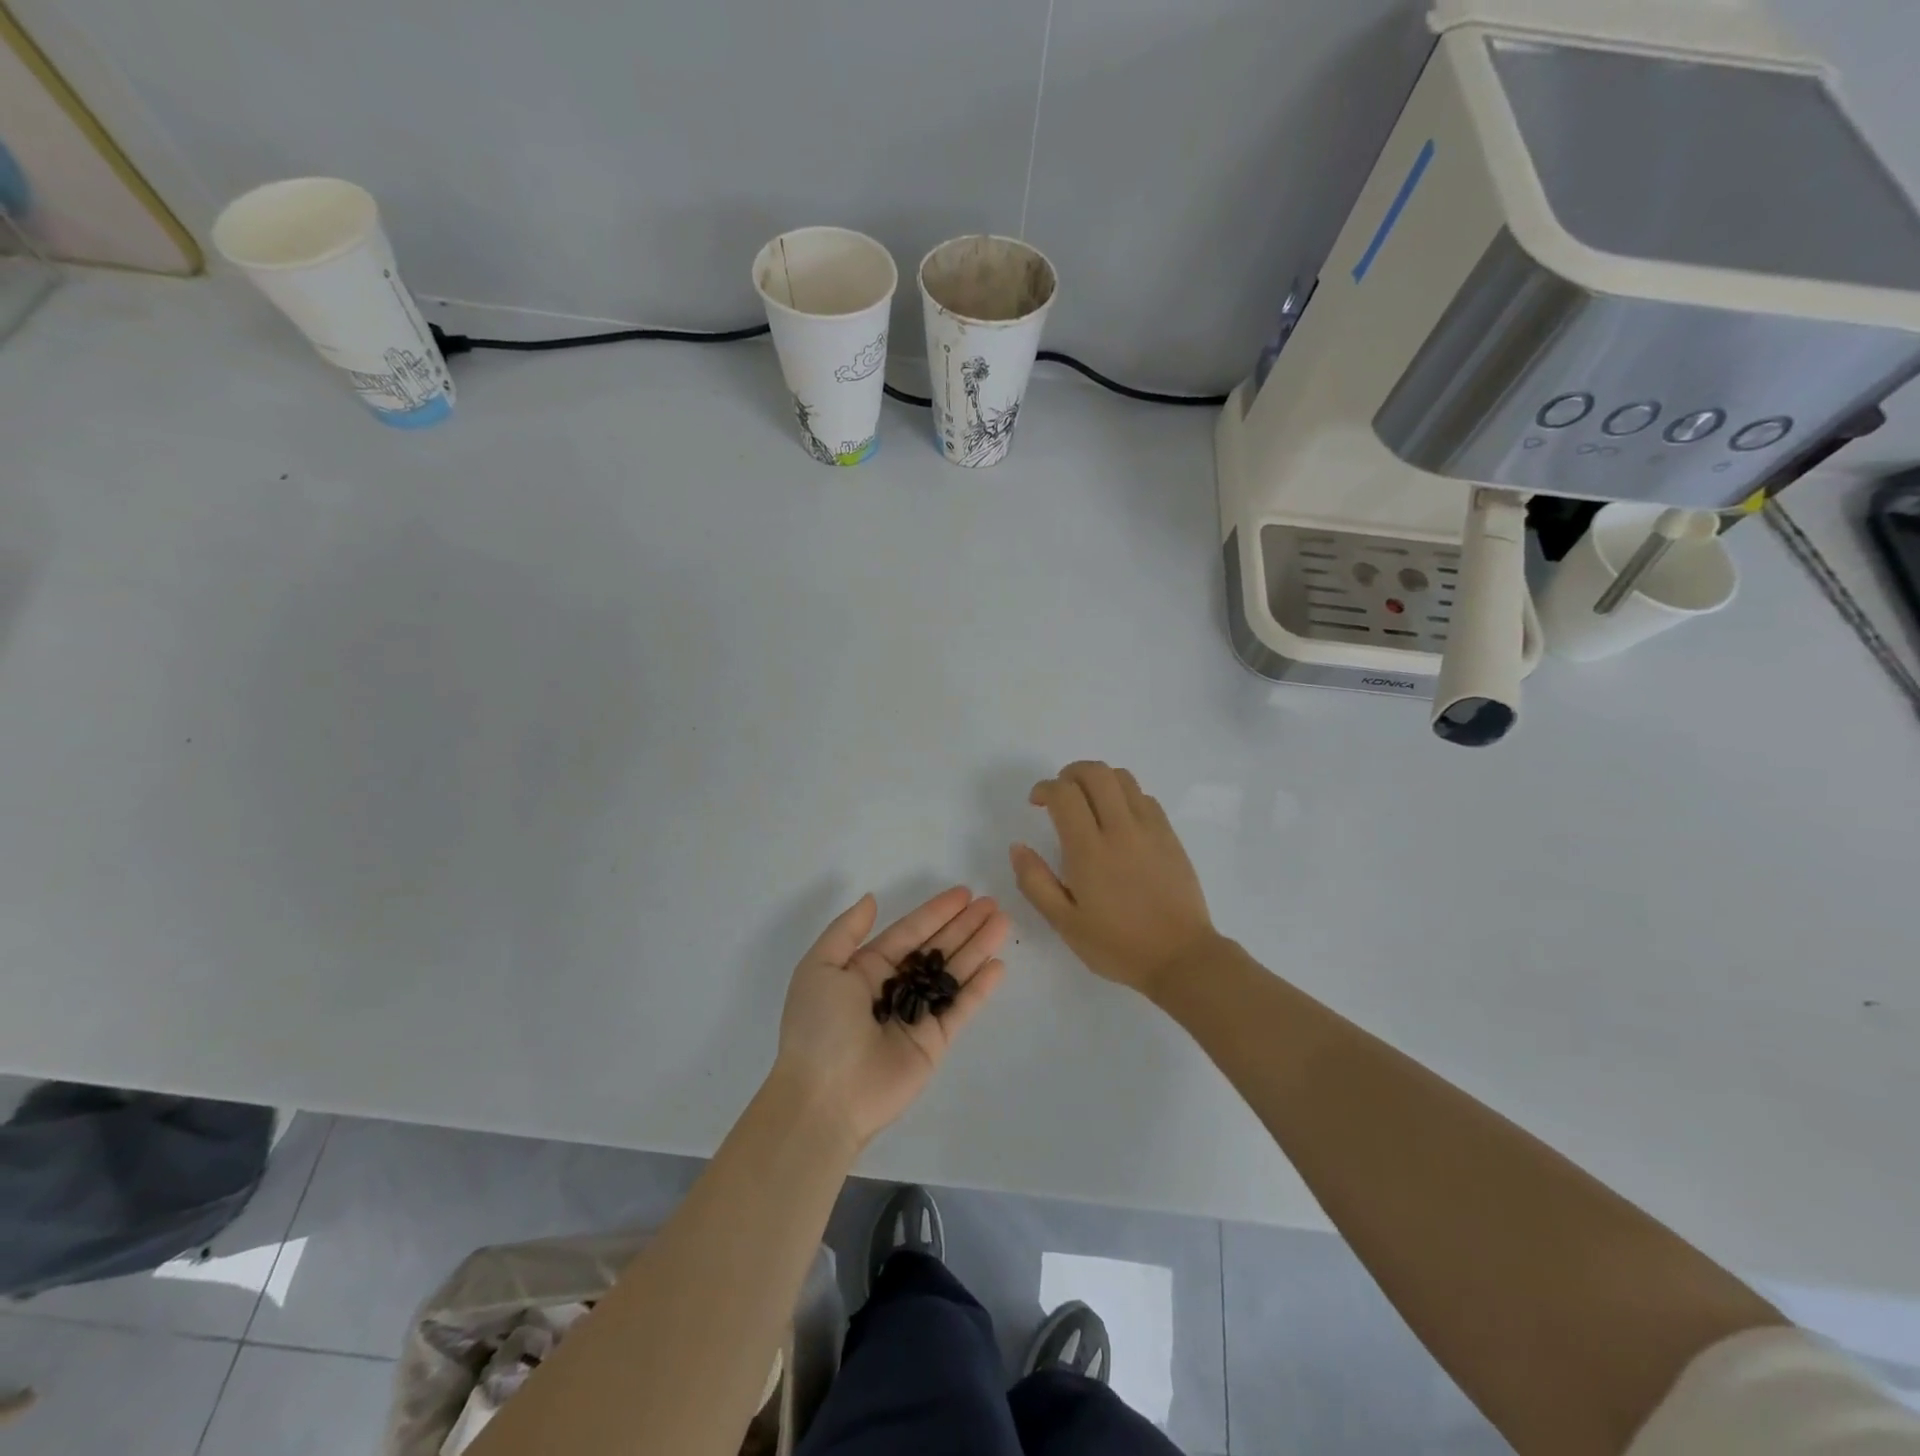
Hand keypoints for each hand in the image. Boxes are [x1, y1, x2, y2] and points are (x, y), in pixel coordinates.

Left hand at [775, 887, 1008, 1148]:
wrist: (824, 1098)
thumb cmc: (818, 1026)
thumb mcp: (819, 967)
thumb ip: (847, 930)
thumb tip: (872, 899)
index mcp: (865, 969)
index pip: (909, 932)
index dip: (936, 912)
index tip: (964, 893)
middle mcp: (894, 988)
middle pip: (936, 949)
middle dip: (963, 926)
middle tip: (992, 904)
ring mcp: (917, 1015)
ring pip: (953, 974)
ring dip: (977, 948)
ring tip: (1003, 923)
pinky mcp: (934, 1042)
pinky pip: (961, 1008)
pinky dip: (979, 988)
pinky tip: (998, 965)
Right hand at [1011, 761, 1218, 996]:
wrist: (1181, 958)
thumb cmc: (1117, 945)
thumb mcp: (1064, 923)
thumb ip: (1035, 882)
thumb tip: (1018, 847)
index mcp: (1089, 851)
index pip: (1064, 794)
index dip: (1045, 788)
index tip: (1036, 803)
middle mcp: (1120, 829)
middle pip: (1095, 772)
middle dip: (1070, 773)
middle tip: (1060, 795)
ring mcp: (1150, 829)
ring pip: (1122, 778)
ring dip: (1098, 780)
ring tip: (1088, 802)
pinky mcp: (1170, 835)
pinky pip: (1144, 797)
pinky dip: (1124, 795)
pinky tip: (1118, 820)